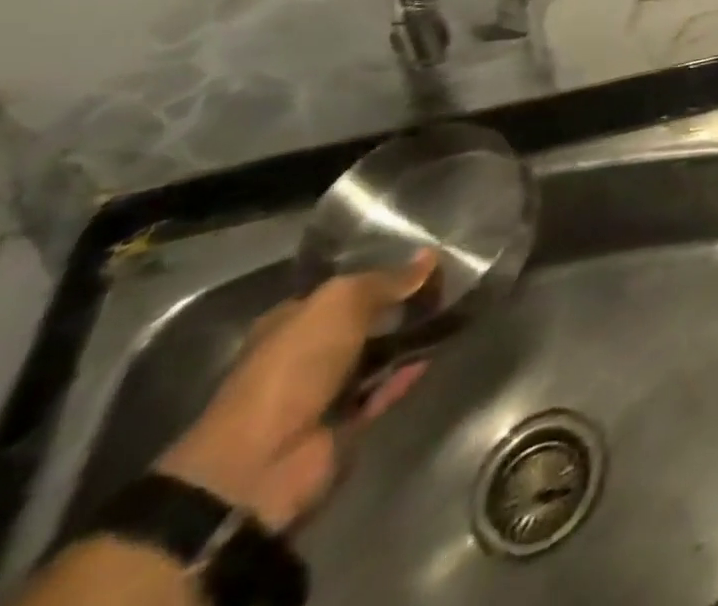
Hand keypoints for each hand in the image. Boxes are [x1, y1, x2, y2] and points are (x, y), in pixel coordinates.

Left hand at [157, 254, 434, 533]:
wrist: (262, 463)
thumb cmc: (293, 368)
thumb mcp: (341, 304)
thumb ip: (387, 280)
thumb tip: (429, 255)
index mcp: (293, 322)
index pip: (346, 289)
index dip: (385, 274)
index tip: (428, 263)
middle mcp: (308, 353)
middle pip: (366, 321)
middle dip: (403, 306)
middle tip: (449, 287)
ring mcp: (326, 391)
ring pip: (379, 354)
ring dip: (411, 338)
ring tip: (455, 314)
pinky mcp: (346, 422)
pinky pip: (386, 388)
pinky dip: (409, 372)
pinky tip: (438, 351)